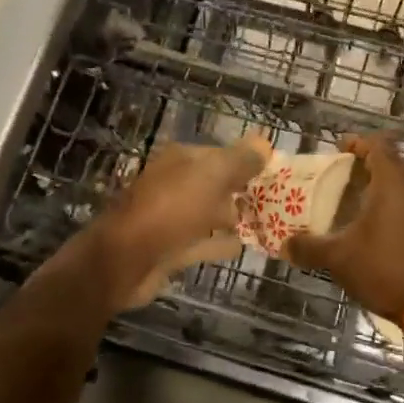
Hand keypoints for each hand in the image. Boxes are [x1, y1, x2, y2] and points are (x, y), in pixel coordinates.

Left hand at [94, 136, 270, 311]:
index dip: (247, 161)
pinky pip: (203, 242)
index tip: (276, 172)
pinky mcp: (171, 249)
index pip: (220, 153)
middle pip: (215, 183)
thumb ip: (239, 160)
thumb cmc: (170, 209)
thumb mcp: (211, 176)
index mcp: (181, 160)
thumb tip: (264, 142)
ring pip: (210, 212)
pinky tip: (246, 245)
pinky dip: (222, 243)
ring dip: (234, 215)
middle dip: (243, 189)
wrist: (125, 259)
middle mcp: (175, 184)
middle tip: (278, 199)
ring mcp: (171, 218)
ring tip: (268, 221)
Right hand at [285, 134, 403, 324]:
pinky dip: (397, 206)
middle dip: (372, 163)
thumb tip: (284, 245)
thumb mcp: (339, 258)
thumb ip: (310, 248)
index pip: (377, 145)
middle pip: (395, 161)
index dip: (357, 143)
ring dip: (386, 185)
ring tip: (360, 199)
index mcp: (392, 182)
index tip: (339, 149)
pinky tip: (378, 227)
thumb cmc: (386, 268)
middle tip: (348, 174)